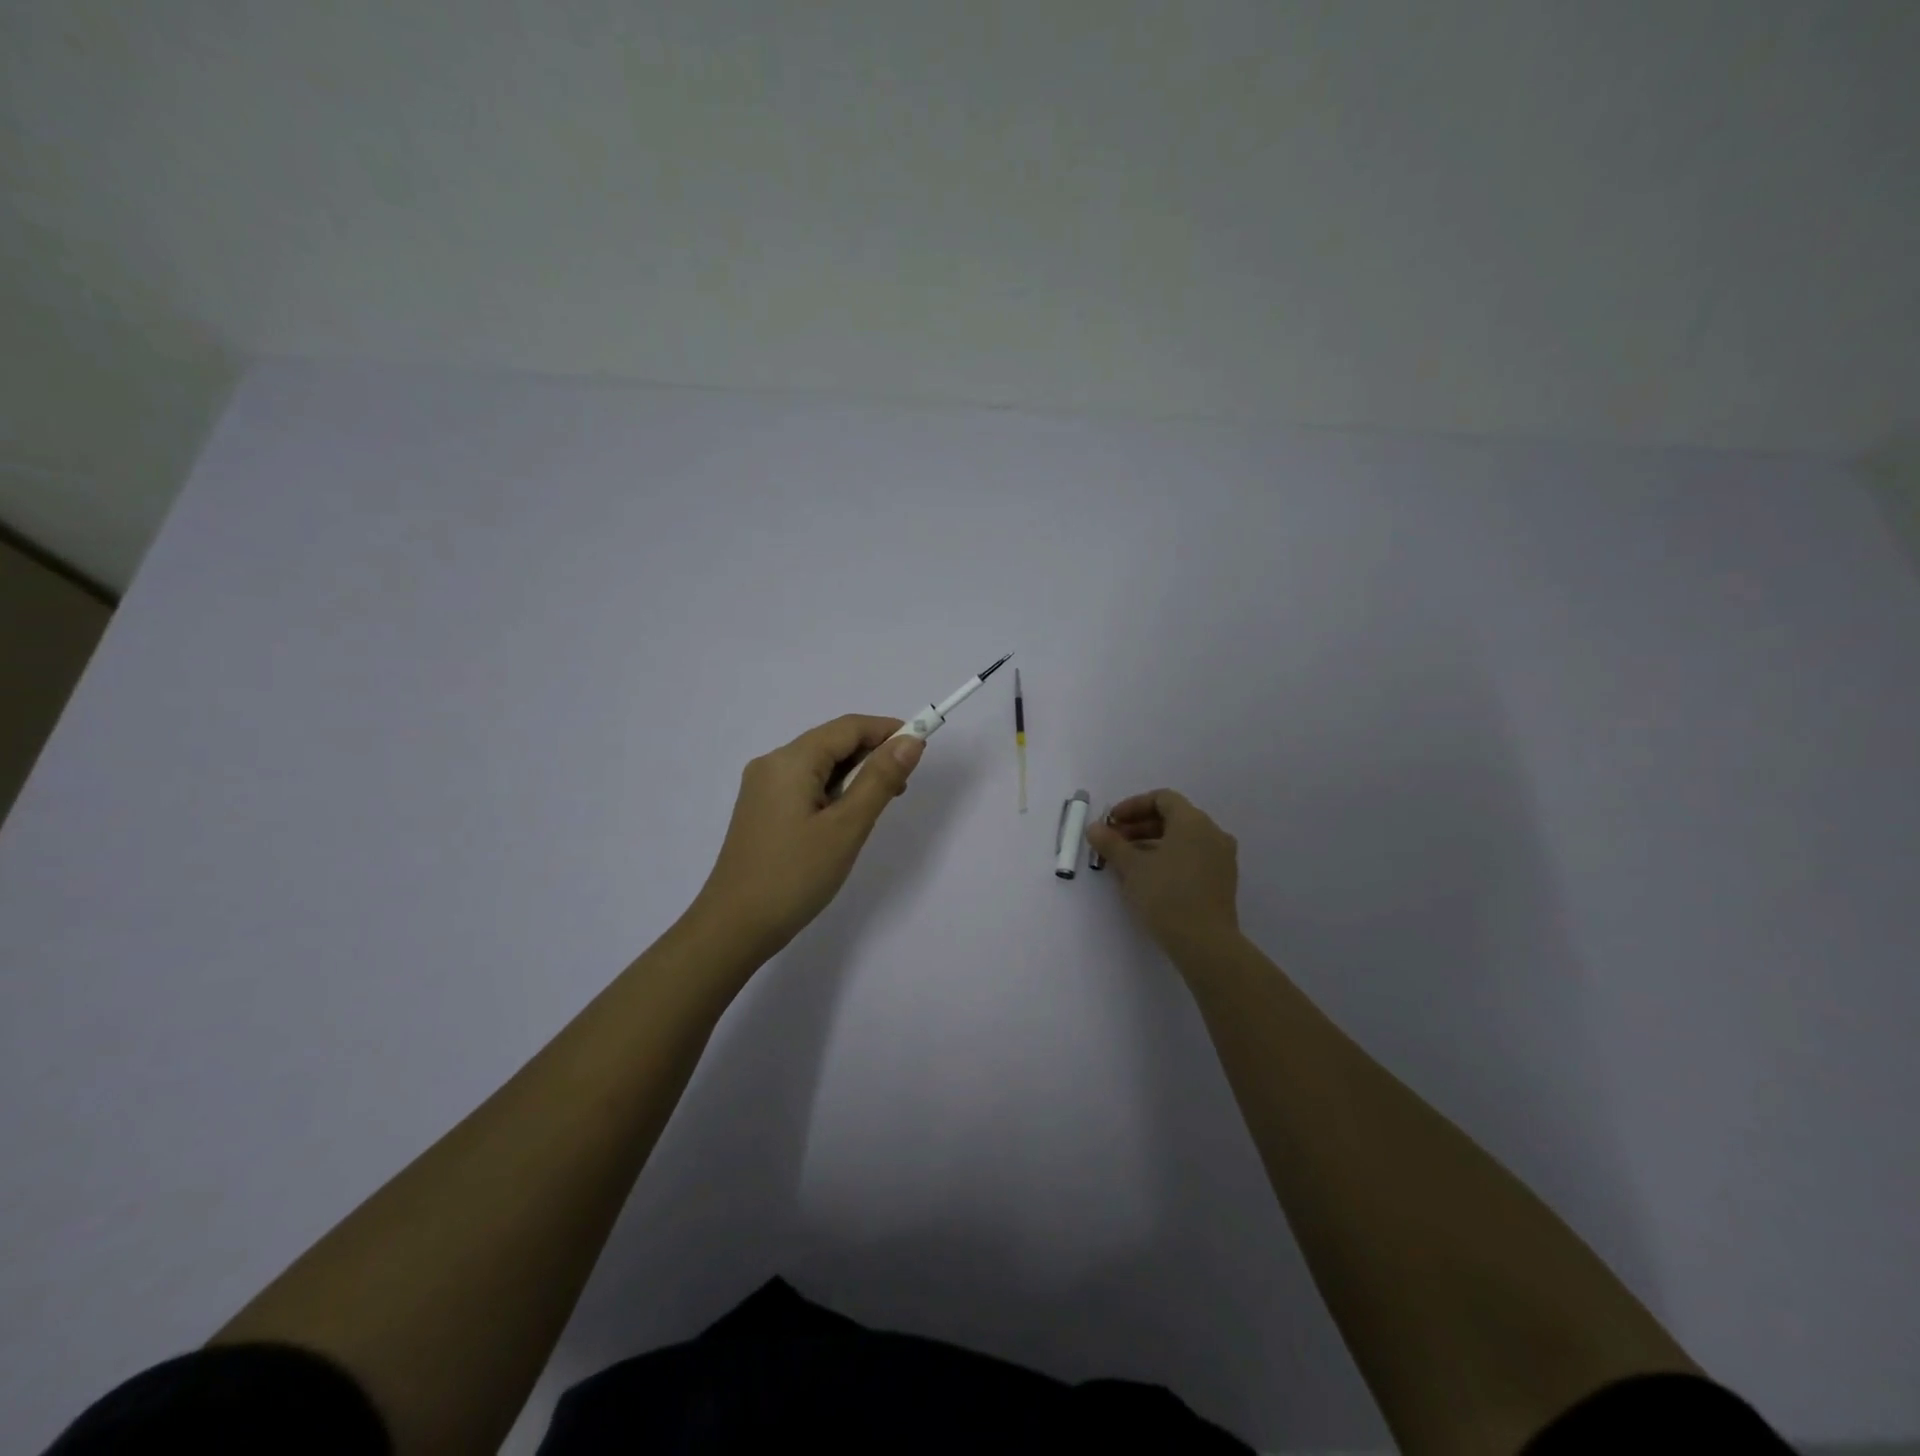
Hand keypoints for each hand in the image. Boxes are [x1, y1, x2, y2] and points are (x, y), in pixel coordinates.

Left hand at [688, 714, 924, 959]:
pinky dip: (833, 792)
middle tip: (902, 788)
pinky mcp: (761, 810)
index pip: (848, 727)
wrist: (734, 927)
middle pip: (832, 742)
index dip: (888, 730)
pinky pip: (805, 785)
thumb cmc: (795, 876)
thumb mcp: (846, 827)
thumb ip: (880, 780)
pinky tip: (846, 819)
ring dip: (854, 776)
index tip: (921, 748)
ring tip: (878, 807)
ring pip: (820, 766)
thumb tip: (911, 741)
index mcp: (791, 760)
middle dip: (872, 755)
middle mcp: (772, 764)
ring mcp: (763, 788)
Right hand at [1087, 789, 1239, 953]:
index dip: (1133, 806)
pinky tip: (1149, 878)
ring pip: (1183, 840)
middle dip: (1140, 827)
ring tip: (1127, 863)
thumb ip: (1111, 843)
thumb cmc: (1165, 895)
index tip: (1112, 823)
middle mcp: (1213, 833)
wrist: (1205, 943)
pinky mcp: (1223, 881)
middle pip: (1173, 818)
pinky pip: (1193, 858)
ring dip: (1152, 844)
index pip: (1162, 799)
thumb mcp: (1131, 867)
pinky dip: (1170, 858)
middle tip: (1114, 842)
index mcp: (1193, 822)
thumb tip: (1094, 827)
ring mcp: (1222, 858)